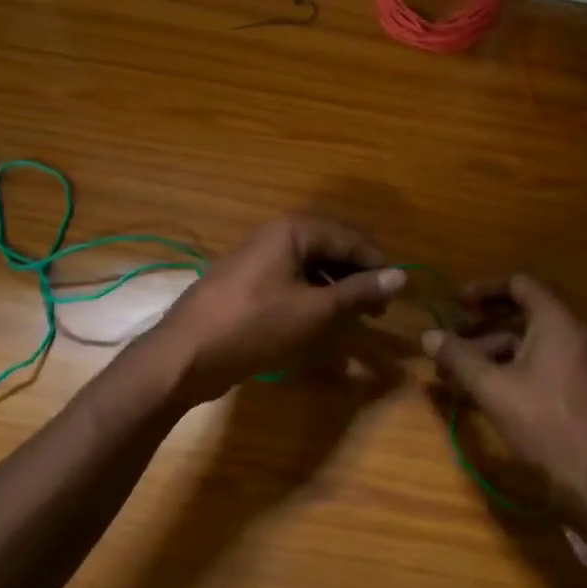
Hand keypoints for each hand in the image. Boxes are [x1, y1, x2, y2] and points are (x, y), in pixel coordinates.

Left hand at [148, 215, 404, 403]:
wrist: (184, 356)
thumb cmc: (254, 326)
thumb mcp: (314, 311)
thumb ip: (359, 291)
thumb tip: (401, 276)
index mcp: (293, 231)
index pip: (350, 237)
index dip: (377, 264)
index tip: (397, 293)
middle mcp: (275, 237)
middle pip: (330, 249)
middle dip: (357, 277)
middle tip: (377, 310)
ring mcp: (258, 260)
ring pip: (311, 268)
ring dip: (336, 290)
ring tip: (354, 318)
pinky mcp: (247, 285)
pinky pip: (291, 282)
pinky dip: (312, 299)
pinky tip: (321, 323)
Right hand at [423, 275, 586, 539]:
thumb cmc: (544, 423)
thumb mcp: (493, 388)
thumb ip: (459, 358)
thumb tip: (427, 336)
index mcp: (556, 321)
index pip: (519, 284)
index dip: (484, 289)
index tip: (455, 303)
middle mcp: (571, 332)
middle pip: (521, 312)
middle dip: (481, 324)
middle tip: (451, 338)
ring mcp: (576, 359)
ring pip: (526, 341)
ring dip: (489, 350)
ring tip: (454, 372)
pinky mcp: (575, 384)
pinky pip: (537, 361)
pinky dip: (508, 367)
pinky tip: (479, 390)